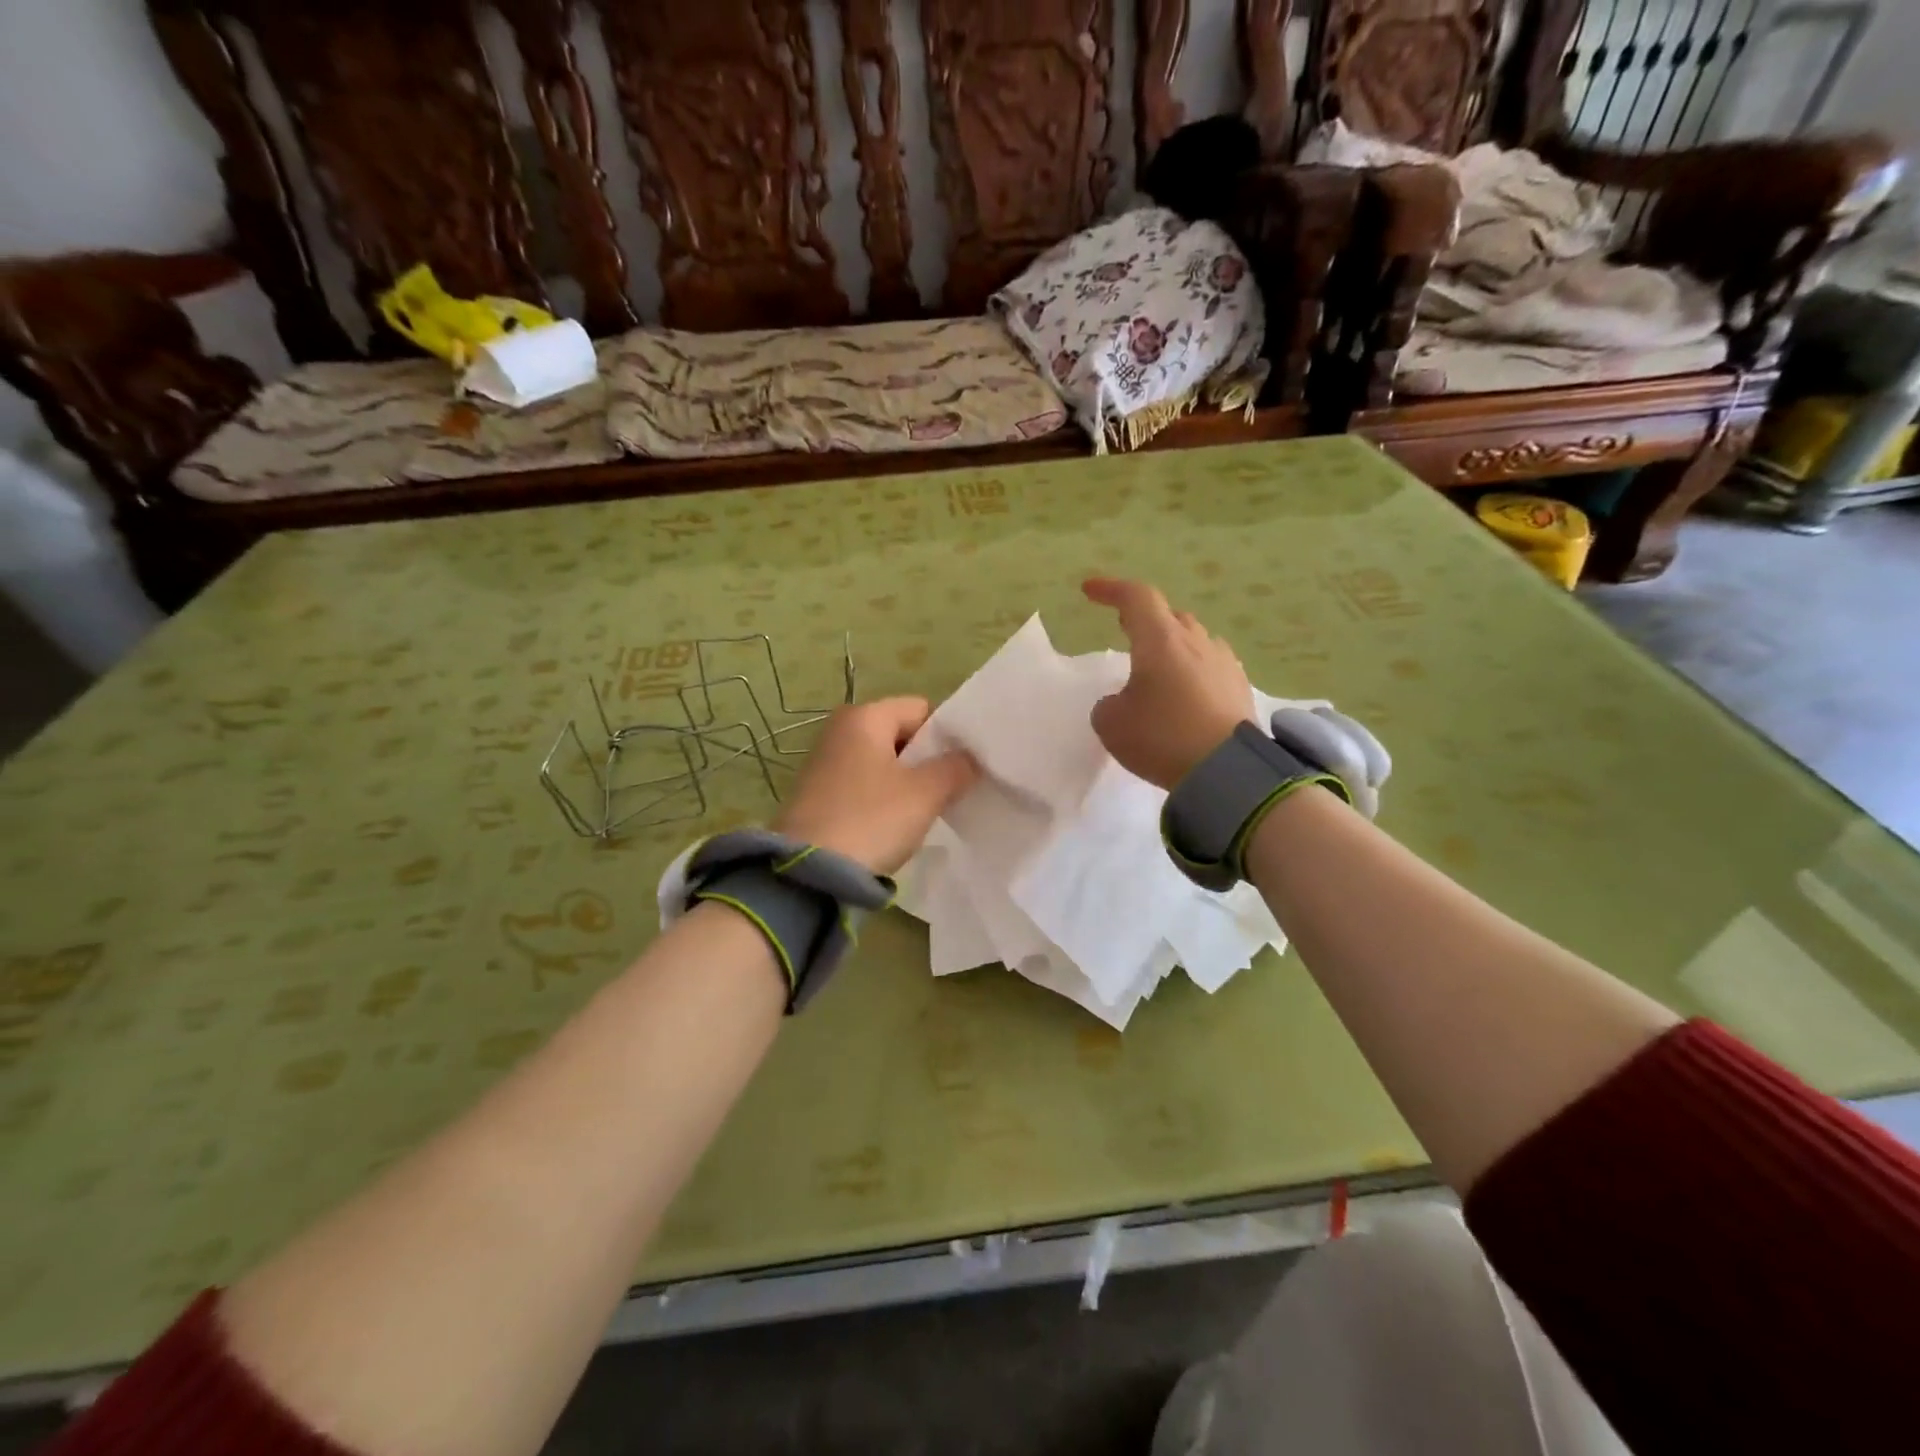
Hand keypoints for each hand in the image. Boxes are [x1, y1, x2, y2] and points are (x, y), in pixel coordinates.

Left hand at [773, 698, 978, 873]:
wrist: (808, 873)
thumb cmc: (871, 820)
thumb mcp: (925, 794)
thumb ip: (955, 768)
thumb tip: (969, 758)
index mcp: (864, 716)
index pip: (920, 709)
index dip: (946, 735)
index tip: (961, 767)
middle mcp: (839, 730)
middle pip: (900, 735)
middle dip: (926, 761)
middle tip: (947, 792)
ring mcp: (824, 762)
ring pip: (882, 763)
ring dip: (905, 783)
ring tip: (922, 812)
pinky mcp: (816, 794)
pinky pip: (862, 785)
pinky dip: (881, 799)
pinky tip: (891, 825)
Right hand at [1083, 577, 1254, 789]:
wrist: (1227, 771)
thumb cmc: (1161, 737)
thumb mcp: (1111, 723)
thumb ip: (1108, 704)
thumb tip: (1122, 700)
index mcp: (1160, 640)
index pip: (1136, 597)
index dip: (1111, 589)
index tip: (1090, 590)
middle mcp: (1195, 642)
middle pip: (1169, 616)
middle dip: (1145, 618)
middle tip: (1125, 628)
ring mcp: (1223, 663)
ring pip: (1194, 639)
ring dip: (1172, 645)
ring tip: (1157, 666)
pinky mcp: (1240, 688)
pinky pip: (1211, 665)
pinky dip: (1193, 670)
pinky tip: (1186, 692)